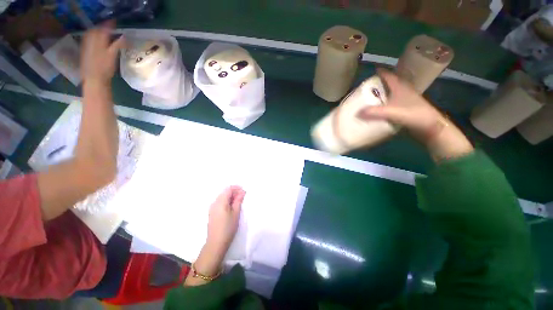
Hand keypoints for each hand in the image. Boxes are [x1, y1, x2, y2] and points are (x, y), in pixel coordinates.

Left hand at [80, 20, 124, 83]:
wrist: (94, 79)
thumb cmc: (104, 68)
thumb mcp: (113, 56)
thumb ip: (118, 45)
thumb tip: (125, 37)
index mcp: (98, 40)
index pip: (103, 29)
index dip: (109, 25)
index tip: (114, 22)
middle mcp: (90, 41)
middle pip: (95, 30)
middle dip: (102, 27)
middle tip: (109, 27)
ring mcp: (86, 46)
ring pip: (90, 34)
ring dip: (96, 32)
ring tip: (102, 32)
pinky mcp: (84, 51)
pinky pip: (87, 40)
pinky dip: (92, 37)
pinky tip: (96, 40)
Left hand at [206, 186, 245, 254]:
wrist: (216, 243)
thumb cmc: (228, 228)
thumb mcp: (236, 213)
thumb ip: (238, 201)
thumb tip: (242, 192)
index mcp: (220, 201)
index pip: (228, 189)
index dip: (237, 188)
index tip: (244, 192)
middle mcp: (214, 202)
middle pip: (225, 192)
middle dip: (234, 192)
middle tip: (243, 197)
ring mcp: (212, 207)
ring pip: (222, 197)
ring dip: (231, 197)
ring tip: (239, 202)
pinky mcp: (212, 212)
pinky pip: (220, 202)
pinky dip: (227, 201)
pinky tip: (232, 207)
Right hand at [358, 69, 473, 161]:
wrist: (431, 128)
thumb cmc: (415, 115)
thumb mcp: (393, 112)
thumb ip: (375, 112)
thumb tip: (357, 113)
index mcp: (400, 88)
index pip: (389, 76)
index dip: (381, 72)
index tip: (371, 72)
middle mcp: (403, 92)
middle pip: (389, 85)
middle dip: (378, 85)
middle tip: (365, 88)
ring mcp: (404, 102)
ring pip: (390, 95)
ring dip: (381, 95)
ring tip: (368, 99)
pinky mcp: (405, 110)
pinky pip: (391, 105)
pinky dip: (384, 105)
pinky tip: (377, 111)